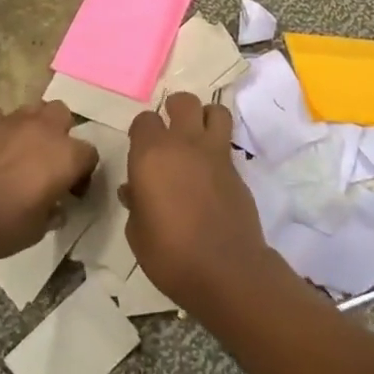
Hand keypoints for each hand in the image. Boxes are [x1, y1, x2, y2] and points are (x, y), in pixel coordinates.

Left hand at [0, 101, 99, 263]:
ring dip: (29, 127)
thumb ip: (51, 213)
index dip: (82, 173)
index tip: (70, 191)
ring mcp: (10, 120)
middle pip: (62, 115)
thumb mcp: (36, 231)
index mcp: (65, 157)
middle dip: (58, 132)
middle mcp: (42, 130)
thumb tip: (55, 209)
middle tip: (45, 159)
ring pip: (30, 109)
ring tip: (15, 150)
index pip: (89, 154)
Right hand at [123, 93, 271, 312]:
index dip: (141, 131)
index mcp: (151, 154)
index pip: (144, 120)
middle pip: (184, 102)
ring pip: (215, 111)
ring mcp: (215, 154)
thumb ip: (136, 202)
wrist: (226, 270)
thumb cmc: (170, 253)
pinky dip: (218, 147)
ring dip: (204, 117)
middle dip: (175, 109)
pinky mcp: (237, 169)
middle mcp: (184, 143)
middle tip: (170, 130)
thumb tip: (135, 190)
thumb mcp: (137, 232)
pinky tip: (210, 170)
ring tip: (196, 137)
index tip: (139, 149)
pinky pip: (227, 143)